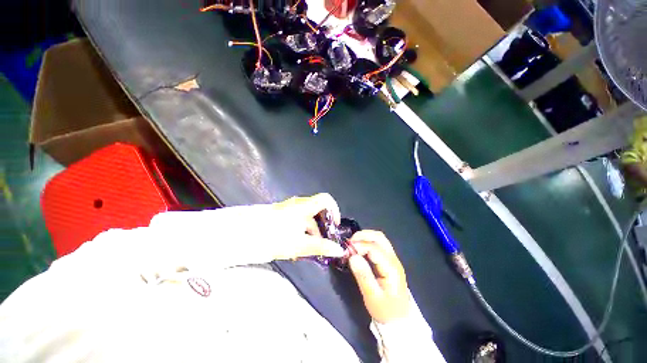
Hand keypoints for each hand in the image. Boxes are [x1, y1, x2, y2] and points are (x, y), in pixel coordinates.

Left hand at [269, 193, 344, 259]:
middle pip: (316, 211)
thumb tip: (339, 250)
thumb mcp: (299, 244)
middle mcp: (297, 204)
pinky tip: (294, 247)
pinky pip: (296, 221)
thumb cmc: (273, 237)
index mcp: (304, 207)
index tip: (334, 225)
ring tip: (306, 251)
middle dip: (321, 227)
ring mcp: (287, 209)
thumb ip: (320, 247)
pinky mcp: (280, 215)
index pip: (325, 199)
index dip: (334, 210)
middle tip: (321, 244)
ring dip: (310, 232)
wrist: (241, 234)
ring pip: (305, 218)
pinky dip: (300, 231)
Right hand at [348, 230, 410, 322]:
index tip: (346, 251)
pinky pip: (379, 244)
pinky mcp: (389, 260)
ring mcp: (393, 258)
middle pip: (379, 237)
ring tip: (353, 244)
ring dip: (365, 237)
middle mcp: (393, 259)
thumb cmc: (385, 310)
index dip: (359, 246)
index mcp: (391, 268)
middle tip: (349, 243)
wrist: (399, 320)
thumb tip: (352, 256)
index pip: (374, 248)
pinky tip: (360, 248)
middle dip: (362, 236)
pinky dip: (368, 241)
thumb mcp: (372, 297)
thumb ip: (363, 275)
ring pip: (380, 238)